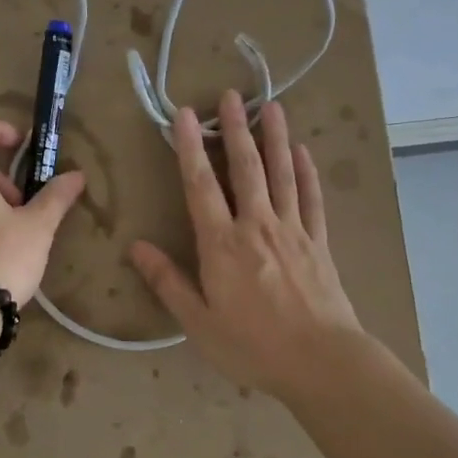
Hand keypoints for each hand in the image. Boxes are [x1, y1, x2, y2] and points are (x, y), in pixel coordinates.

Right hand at [129, 92, 361, 401]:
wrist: (321, 362)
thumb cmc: (253, 346)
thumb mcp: (199, 322)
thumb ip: (168, 281)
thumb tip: (136, 247)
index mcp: (222, 244)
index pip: (201, 185)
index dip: (191, 147)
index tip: (186, 114)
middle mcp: (257, 225)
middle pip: (245, 168)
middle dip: (236, 129)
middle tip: (231, 95)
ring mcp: (293, 230)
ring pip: (282, 174)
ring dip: (275, 138)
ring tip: (271, 106)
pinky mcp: (319, 243)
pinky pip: (312, 199)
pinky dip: (307, 172)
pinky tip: (303, 152)